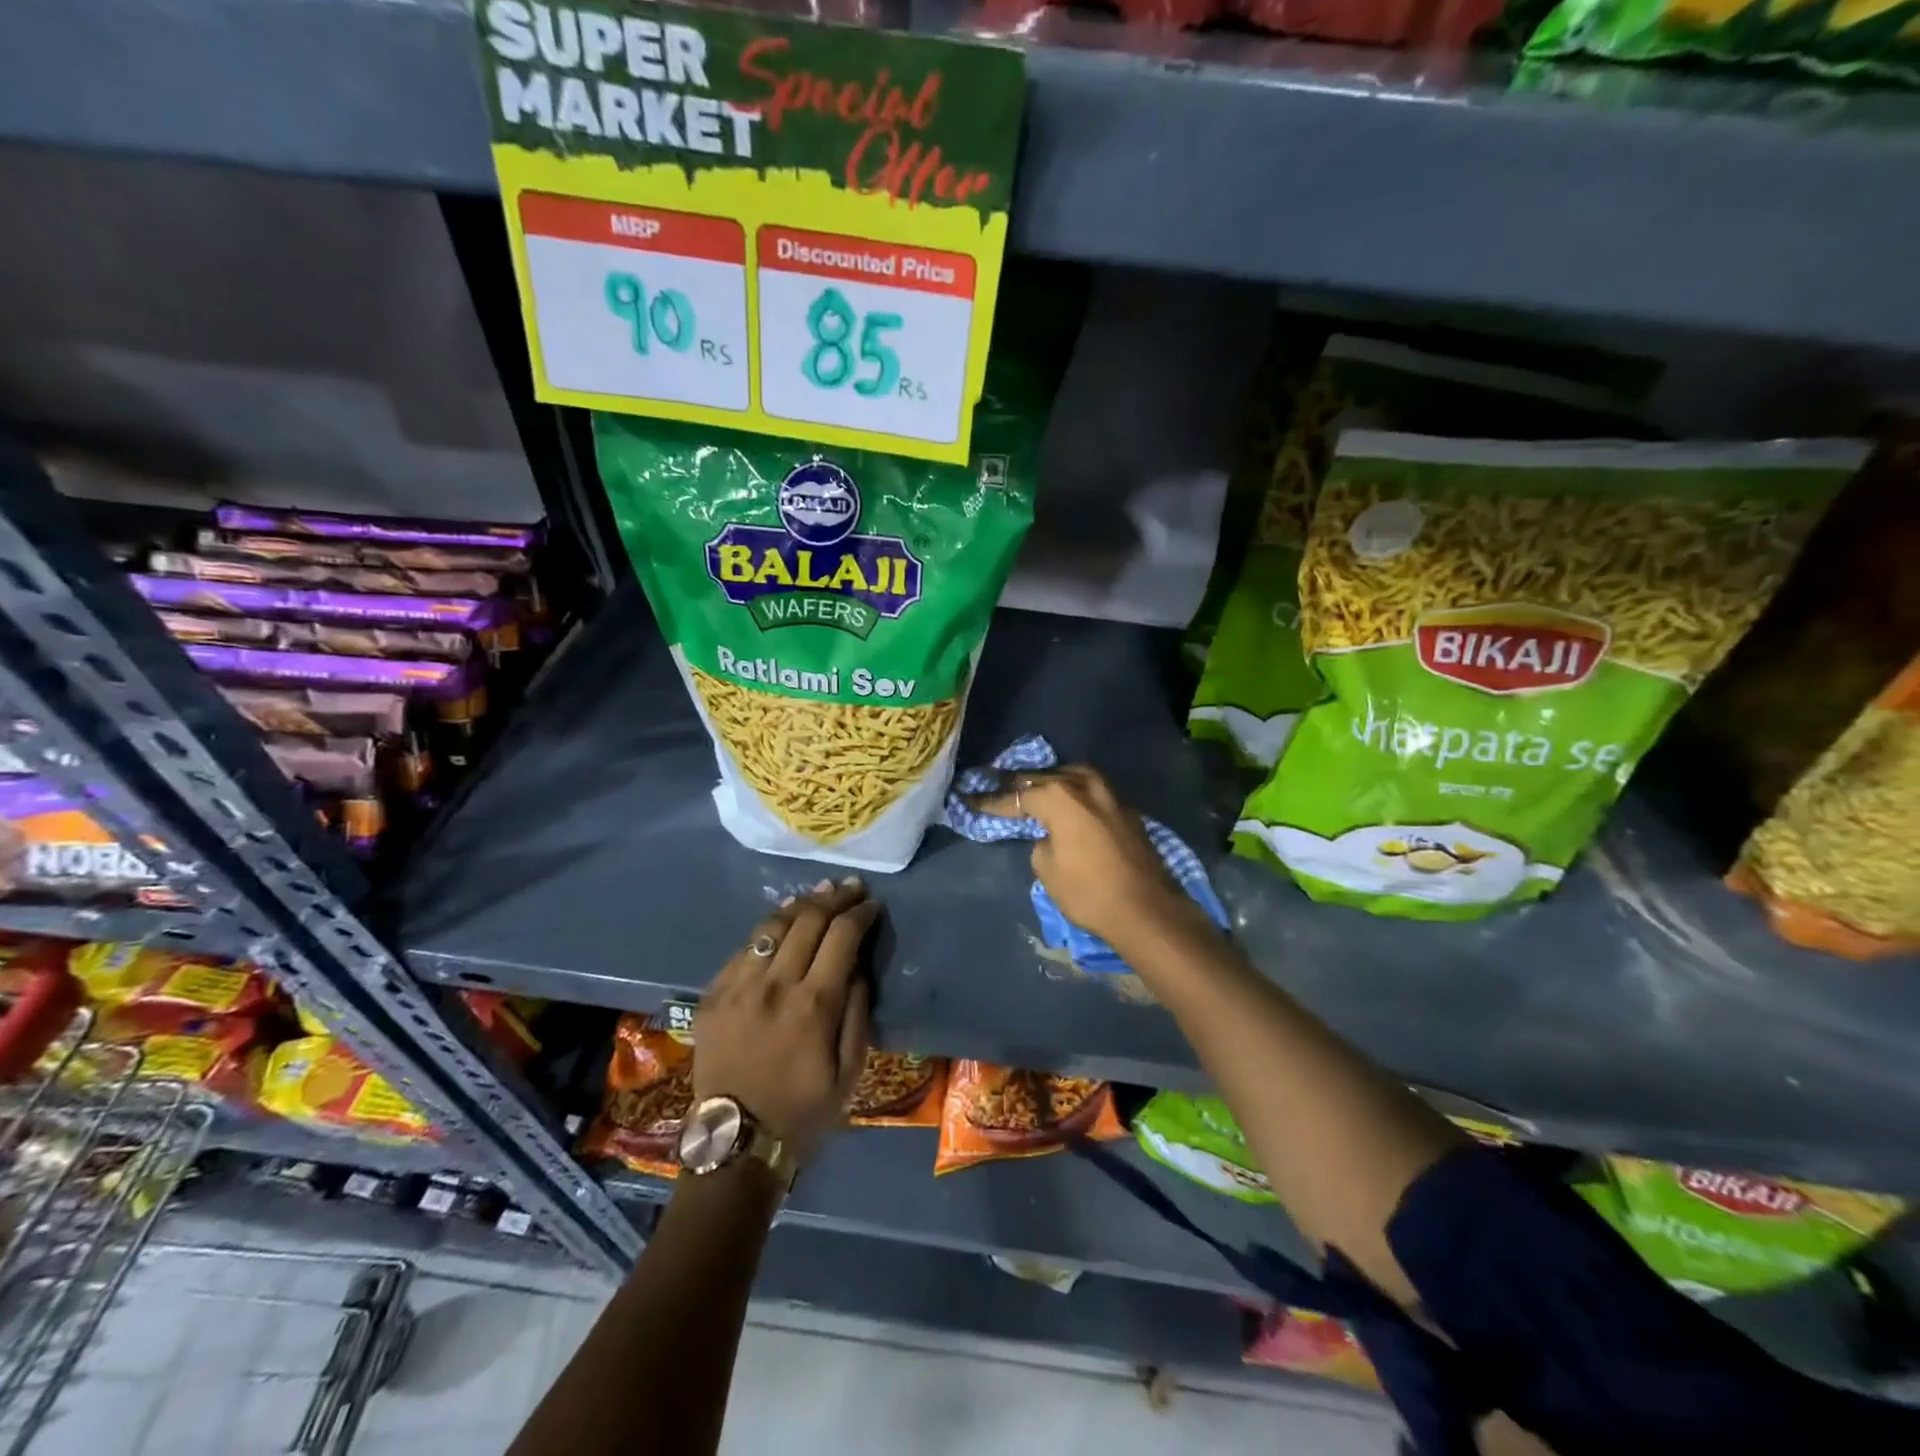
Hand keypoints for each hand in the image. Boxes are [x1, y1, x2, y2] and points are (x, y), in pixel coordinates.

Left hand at [693, 878, 877, 1167]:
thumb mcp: (850, 1071)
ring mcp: (739, 986)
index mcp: (814, 1004)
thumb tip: (856, 967)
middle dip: (835, 898)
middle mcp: (775, 985)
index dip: (860, 913)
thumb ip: (857, 1012)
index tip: (872, 905)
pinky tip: (781, 925)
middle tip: (851, 888)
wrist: (736, 1141)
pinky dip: (769, 930)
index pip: (842, 936)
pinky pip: (744, 948)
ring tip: (819, 893)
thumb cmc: (803, 1110)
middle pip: (808, 920)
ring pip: (772, 926)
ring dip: (800, 905)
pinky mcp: (714, 994)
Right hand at [967, 765, 1203, 950]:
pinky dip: (1075, 792)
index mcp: (1059, 797)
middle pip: (1045, 778)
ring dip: (1052, 780)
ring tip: (1035, 787)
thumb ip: (1042, 844)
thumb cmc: (1089, 892)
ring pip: (1073, 776)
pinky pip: (1092, 790)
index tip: (970, 799)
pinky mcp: (1127, 810)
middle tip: (998, 784)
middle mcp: (1084, 786)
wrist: (1146, 909)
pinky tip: (1067, 801)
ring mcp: (1110, 795)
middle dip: (1020, 784)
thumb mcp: (1048, 871)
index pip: (1018, 796)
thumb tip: (1050, 837)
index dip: (992, 801)